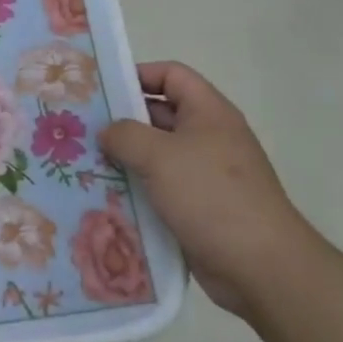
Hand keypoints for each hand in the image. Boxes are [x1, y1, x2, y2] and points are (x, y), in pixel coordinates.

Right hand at [100, 62, 323, 315]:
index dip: (138, 75)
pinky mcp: (199, 207)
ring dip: (125, 159)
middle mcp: (209, 137)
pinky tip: (105, 198)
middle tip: (81, 129)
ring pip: (156, 155)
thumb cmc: (211, 196)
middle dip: (122, 121)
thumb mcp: (160, 155)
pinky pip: (160, 188)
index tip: (102, 90)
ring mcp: (205, 174)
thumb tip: (107, 131)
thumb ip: (125, 134)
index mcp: (208, 112)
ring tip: (85, 164)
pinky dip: (136, 190)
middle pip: (160, 115)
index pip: (172, 75)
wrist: (261, 266)